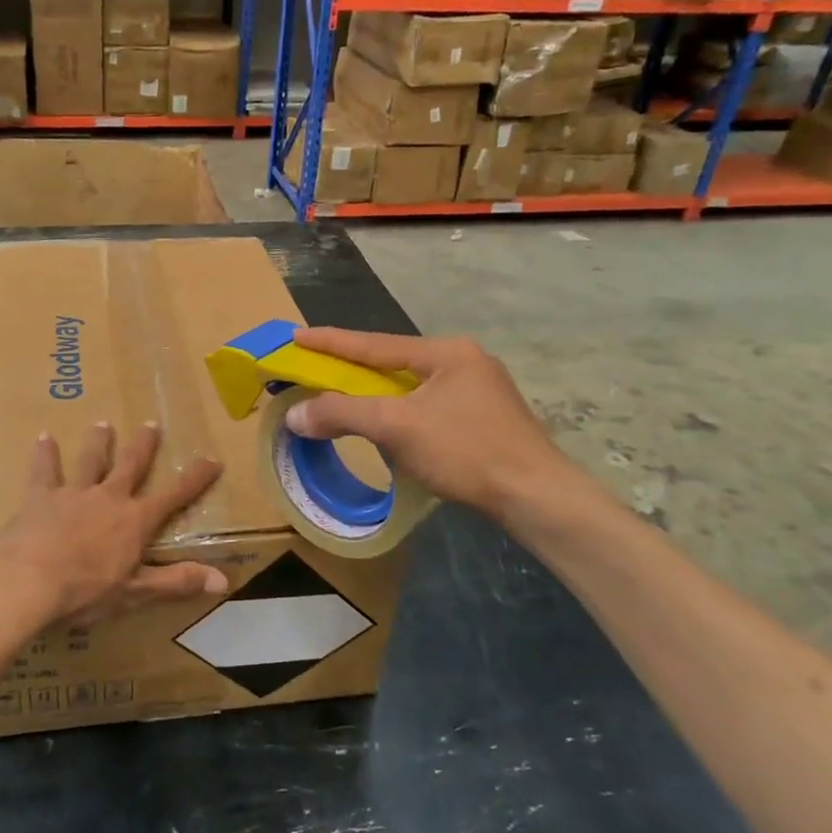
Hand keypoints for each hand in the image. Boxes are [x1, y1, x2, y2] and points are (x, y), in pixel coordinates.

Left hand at [0, 421, 225, 627]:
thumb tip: (223, 580)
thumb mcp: (135, 593)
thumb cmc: (84, 592)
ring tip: (103, 424)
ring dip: (98, 442)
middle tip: (150, 424)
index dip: (195, 478)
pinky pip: (44, 470)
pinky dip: (45, 454)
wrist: (27, 581)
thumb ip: (176, 582)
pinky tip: (43, 437)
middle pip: (131, 465)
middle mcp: (108, 498)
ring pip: (90, 460)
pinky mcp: (41, 496)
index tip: (212, 459)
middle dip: (143, 446)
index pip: (173, 496)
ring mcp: (74, 493)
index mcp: (134, 521)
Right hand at [283, 328, 582, 520]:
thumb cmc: (466, 451)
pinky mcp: (485, 417)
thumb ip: (343, 414)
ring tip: (343, 395)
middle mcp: (463, 361)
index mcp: (446, 352)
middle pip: (392, 362)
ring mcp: (479, 389)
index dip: (330, 342)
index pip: (374, 344)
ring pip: (410, 386)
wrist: (537, 497)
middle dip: (352, 367)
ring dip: (375, 392)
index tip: (296, 335)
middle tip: (315, 366)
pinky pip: (427, 405)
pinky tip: (387, 423)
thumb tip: (294, 414)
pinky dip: (398, 411)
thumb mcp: (396, 428)